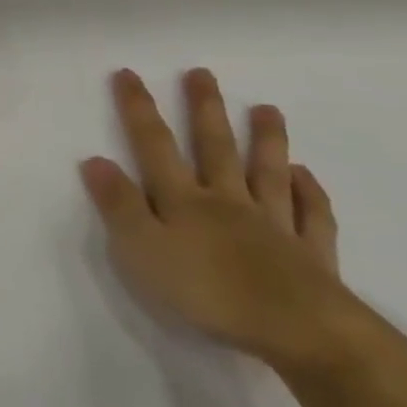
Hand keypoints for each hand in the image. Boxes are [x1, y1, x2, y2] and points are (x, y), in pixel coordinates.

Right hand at [81, 68, 369, 375]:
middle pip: (215, 148)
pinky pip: (311, 215)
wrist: (300, 332)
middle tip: (202, 73)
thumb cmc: (208, 292)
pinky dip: (309, 193)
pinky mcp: (311, 256)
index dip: (139, 109)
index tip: (129, 73)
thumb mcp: (142, 250)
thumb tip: (94, 159)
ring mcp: (274, 225)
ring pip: (266, 173)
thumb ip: (119, 205)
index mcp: (184, 201)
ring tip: (267, 109)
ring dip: (265, 140)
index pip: (155, 146)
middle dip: (205, 109)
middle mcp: (227, 202)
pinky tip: (305, 176)